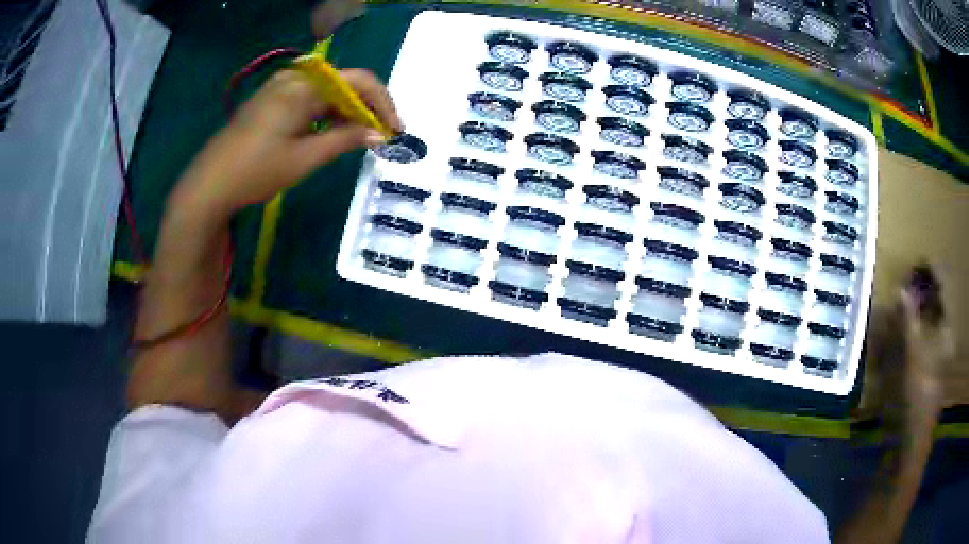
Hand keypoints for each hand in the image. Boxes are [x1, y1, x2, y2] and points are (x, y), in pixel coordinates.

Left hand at [173, 68, 402, 216]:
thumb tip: (378, 134)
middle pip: (343, 83)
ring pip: (327, 92)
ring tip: (359, 138)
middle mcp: (294, 79)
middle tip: (380, 136)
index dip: (383, 103)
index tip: (395, 130)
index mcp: (304, 87)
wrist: (210, 184)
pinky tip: (331, 132)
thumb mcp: (305, 158)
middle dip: (366, 108)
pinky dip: (326, 113)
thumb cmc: (257, 171)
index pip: (359, 80)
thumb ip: (345, 140)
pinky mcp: (271, 100)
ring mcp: (280, 88)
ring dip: (347, 111)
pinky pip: (309, 98)